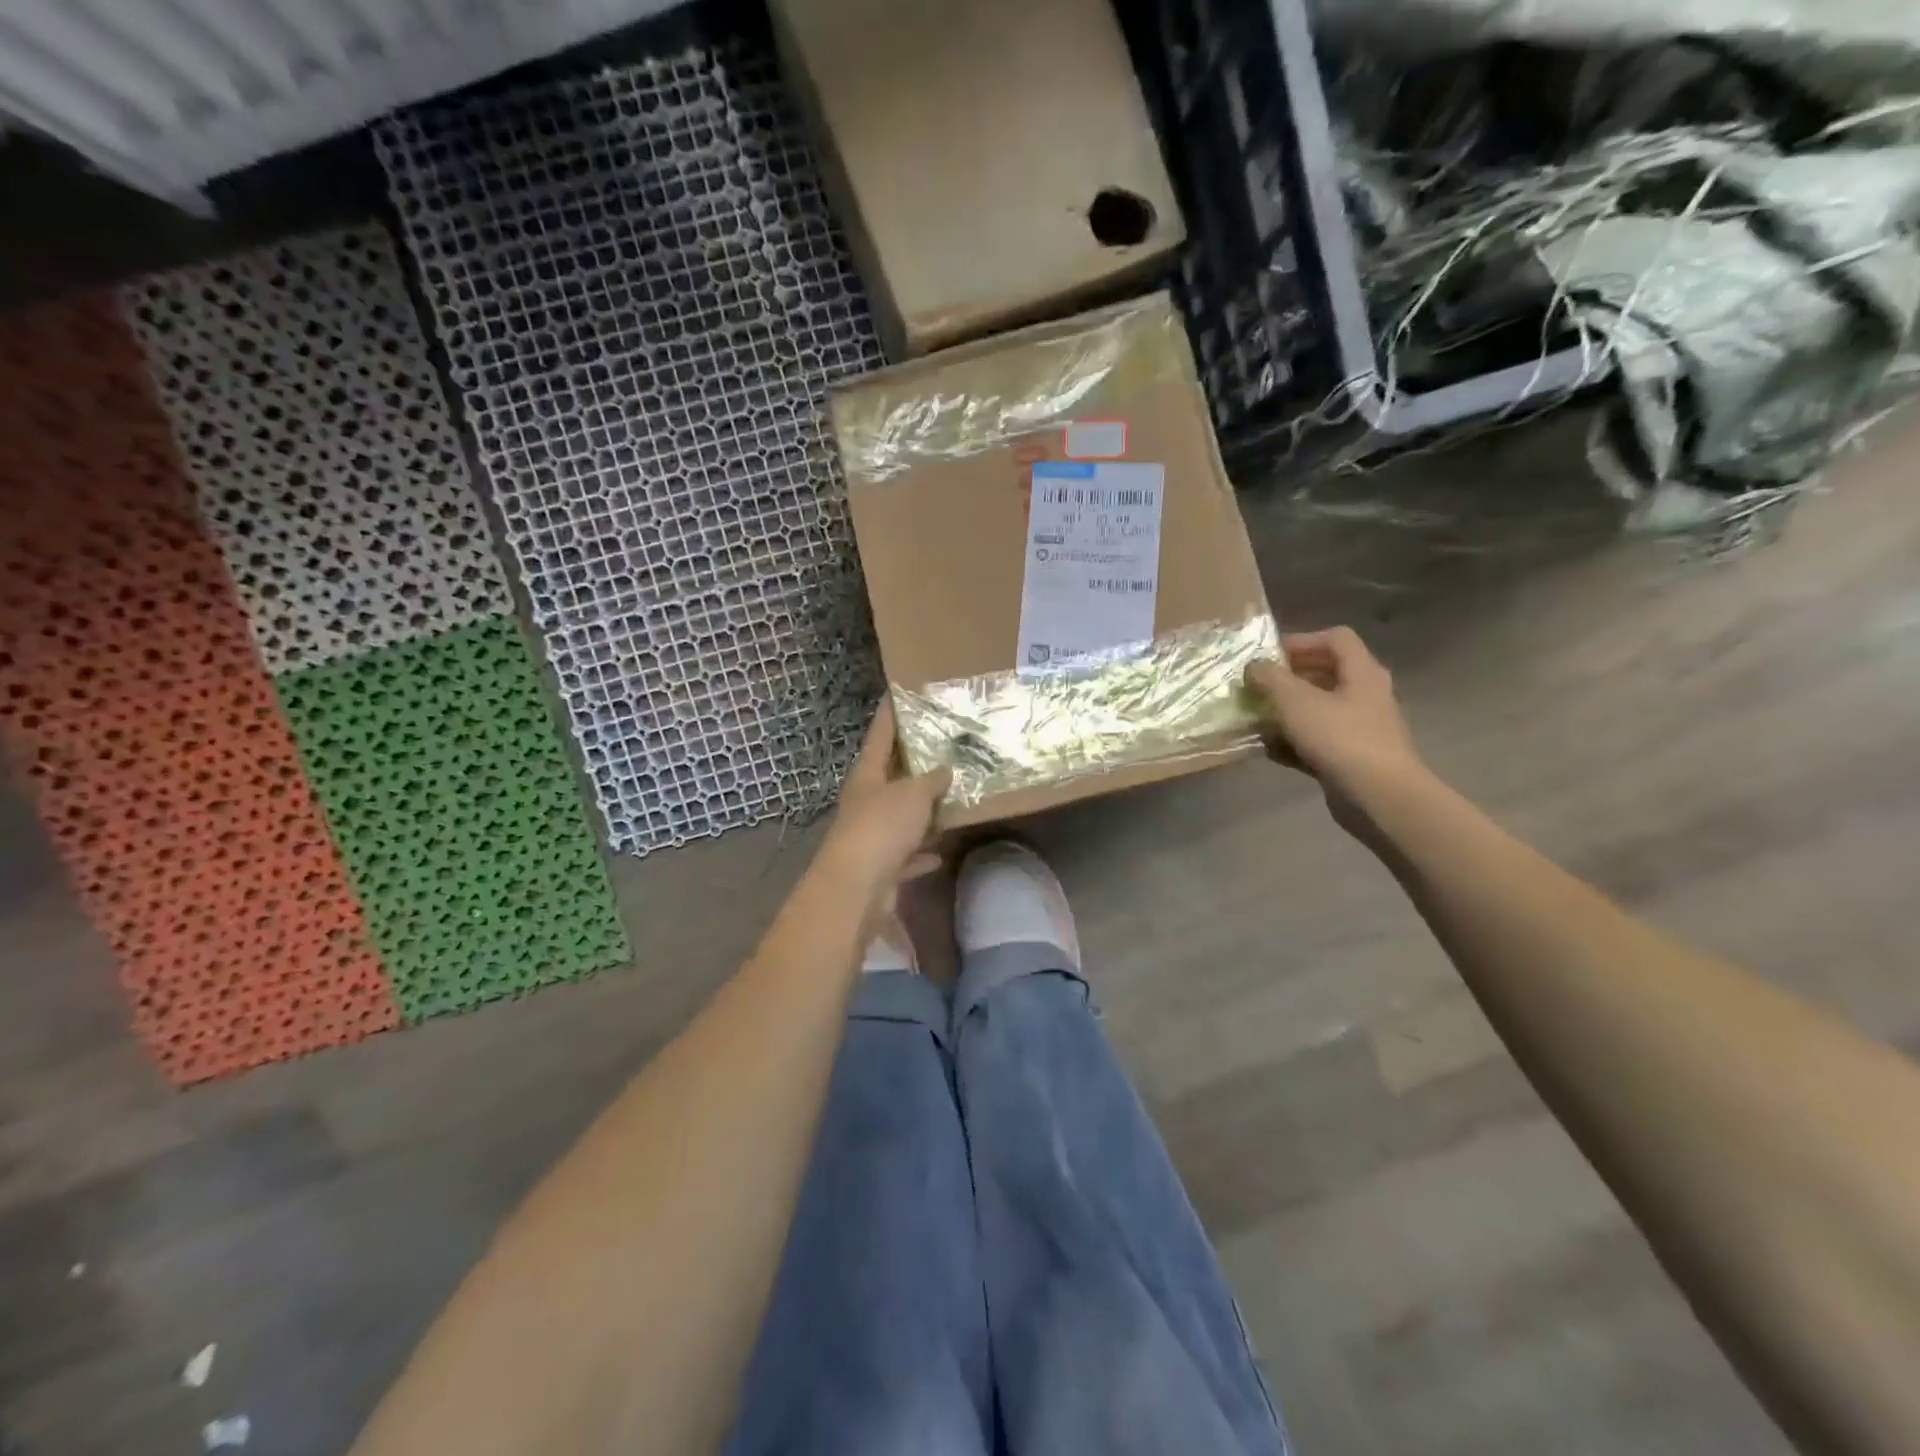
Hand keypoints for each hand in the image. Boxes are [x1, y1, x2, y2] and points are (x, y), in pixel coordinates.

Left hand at [817, 700, 951, 907]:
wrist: (857, 887)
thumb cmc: (882, 827)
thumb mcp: (913, 795)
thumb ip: (931, 780)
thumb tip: (945, 770)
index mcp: (868, 775)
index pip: (880, 734)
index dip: (890, 713)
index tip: (900, 692)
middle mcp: (866, 801)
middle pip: (890, 775)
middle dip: (914, 764)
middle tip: (943, 747)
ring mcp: (871, 835)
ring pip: (900, 817)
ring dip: (921, 812)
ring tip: (950, 798)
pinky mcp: (881, 867)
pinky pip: (906, 854)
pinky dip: (920, 853)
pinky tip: (938, 851)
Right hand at [1245, 627, 1426, 814]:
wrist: (1378, 797)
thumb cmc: (1340, 738)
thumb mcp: (1295, 701)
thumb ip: (1270, 678)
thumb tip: (1254, 666)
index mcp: (1362, 672)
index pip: (1336, 638)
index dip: (1302, 640)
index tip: (1270, 656)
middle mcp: (1366, 695)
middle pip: (1326, 673)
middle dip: (1289, 678)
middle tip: (1258, 686)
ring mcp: (1361, 728)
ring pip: (1320, 709)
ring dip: (1288, 711)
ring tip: (1257, 717)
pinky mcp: (1352, 758)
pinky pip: (1318, 740)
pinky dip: (1294, 741)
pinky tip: (1269, 750)